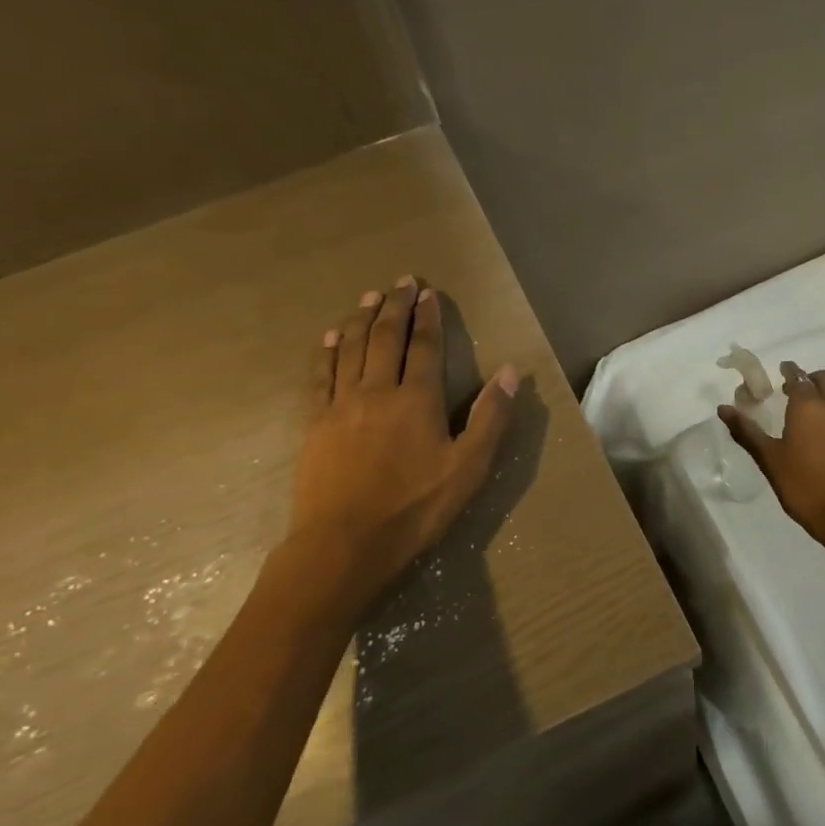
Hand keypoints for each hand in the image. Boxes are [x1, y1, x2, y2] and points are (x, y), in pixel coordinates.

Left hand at [286, 277, 517, 601]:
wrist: (345, 543)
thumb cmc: (414, 509)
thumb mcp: (468, 469)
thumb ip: (490, 418)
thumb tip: (509, 372)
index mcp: (417, 399)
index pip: (425, 347)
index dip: (427, 318)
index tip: (428, 293)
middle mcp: (377, 390)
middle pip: (385, 337)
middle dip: (394, 306)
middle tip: (400, 281)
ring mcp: (340, 405)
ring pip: (350, 349)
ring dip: (360, 318)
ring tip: (368, 296)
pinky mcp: (314, 423)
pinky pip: (320, 376)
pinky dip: (327, 352)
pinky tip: (330, 337)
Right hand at [720, 361, 824, 549]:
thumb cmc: (803, 486)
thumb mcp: (769, 460)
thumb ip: (747, 432)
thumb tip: (723, 408)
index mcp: (808, 408)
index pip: (798, 378)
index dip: (790, 371)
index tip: (783, 369)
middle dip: (812, 377)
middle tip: (798, 386)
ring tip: (819, 403)